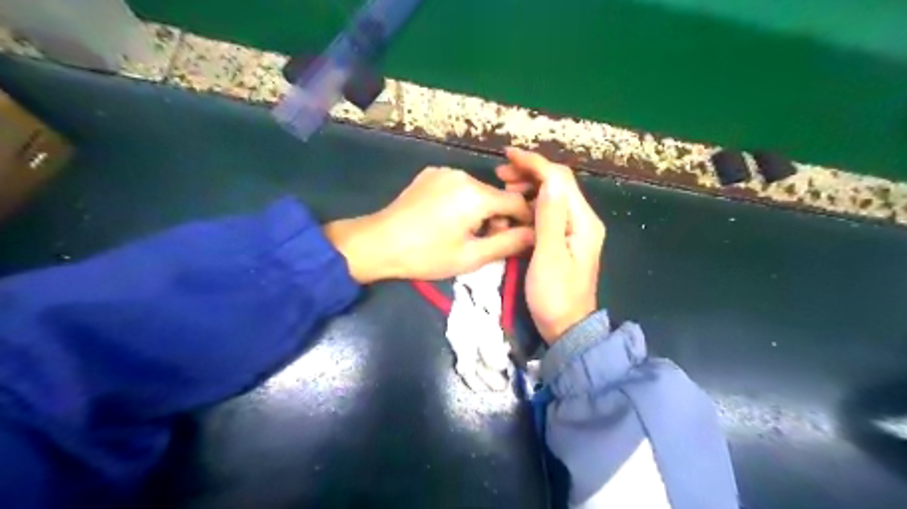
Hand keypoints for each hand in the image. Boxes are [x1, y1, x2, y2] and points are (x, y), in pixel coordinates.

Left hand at [323, 165, 533, 281]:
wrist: (378, 243)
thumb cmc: (426, 255)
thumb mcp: (471, 257)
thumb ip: (508, 244)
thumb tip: (535, 234)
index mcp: (477, 195)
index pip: (517, 202)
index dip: (524, 221)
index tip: (519, 239)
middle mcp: (463, 175)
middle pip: (496, 196)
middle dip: (499, 218)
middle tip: (485, 242)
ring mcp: (444, 171)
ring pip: (477, 191)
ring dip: (480, 210)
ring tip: (463, 232)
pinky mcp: (430, 174)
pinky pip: (458, 186)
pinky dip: (462, 201)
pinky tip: (446, 219)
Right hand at [496, 149, 600, 343]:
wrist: (566, 327)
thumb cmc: (554, 296)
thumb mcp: (548, 257)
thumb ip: (549, 218)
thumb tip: (548, 181)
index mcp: (583, 222)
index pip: (560, 180)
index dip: (534, 164)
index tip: (508, 156)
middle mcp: (583, 220)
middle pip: (558, 184)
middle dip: (530, 172)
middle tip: (501, 174)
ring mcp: (575, 230)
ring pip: (553, 196)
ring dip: (530, 186)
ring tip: (505, 188)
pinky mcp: (565, 239)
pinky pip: (549, 211)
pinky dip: (531, 203)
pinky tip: (515, 208)